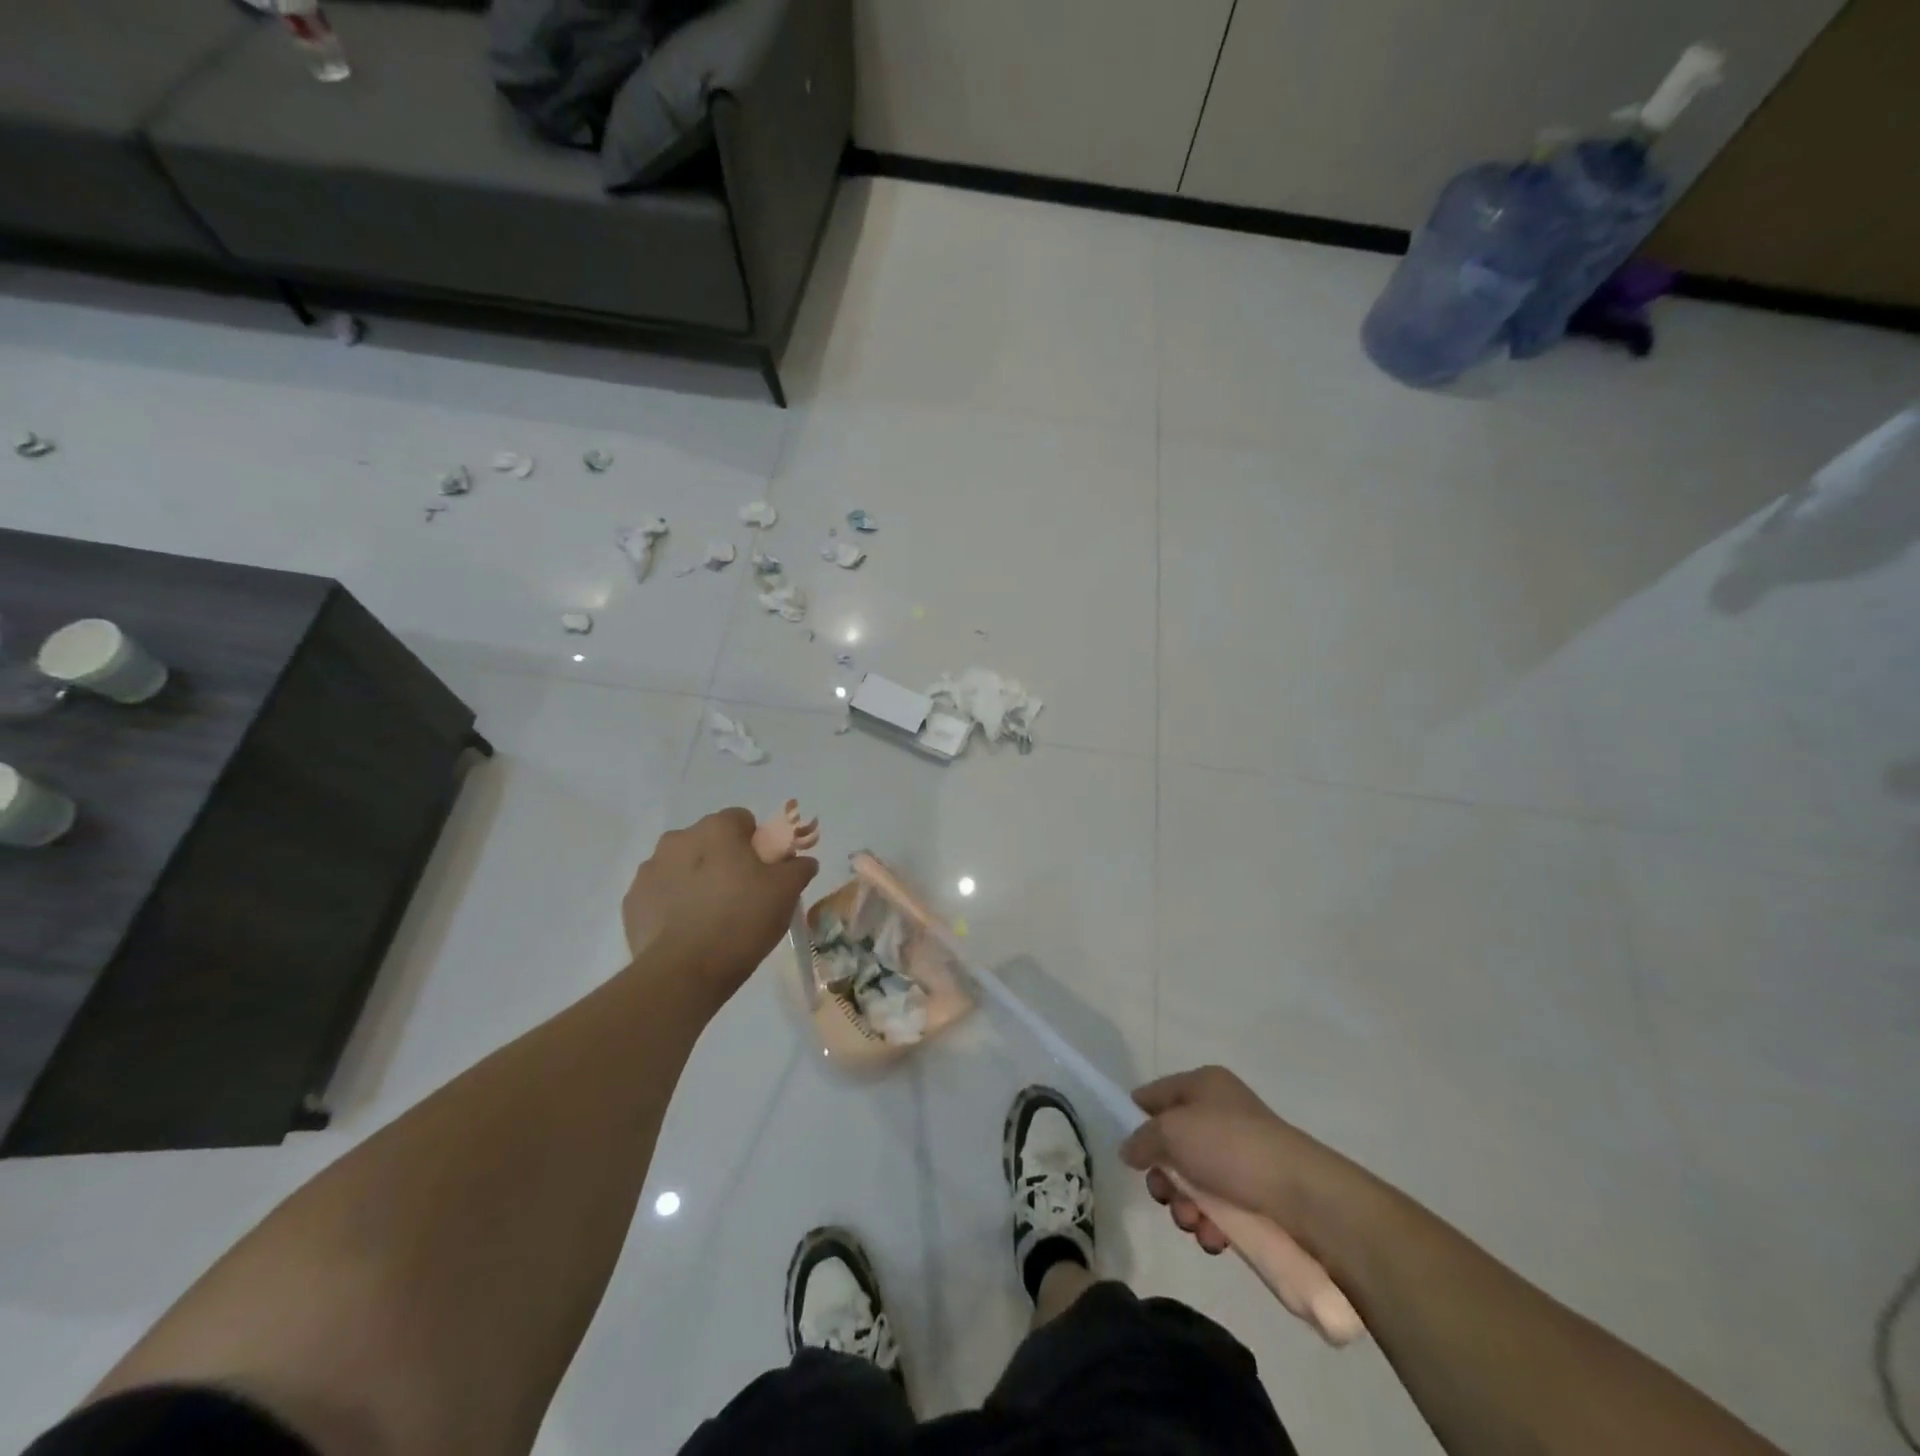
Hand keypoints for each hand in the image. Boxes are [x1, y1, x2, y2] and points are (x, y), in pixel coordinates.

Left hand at [623, 808, 818, 1008]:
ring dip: (697, 880)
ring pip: (682, 865)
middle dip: (724, 859)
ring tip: (713, 917)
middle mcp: (678, 839)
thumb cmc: (741, 920)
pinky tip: (688, 931)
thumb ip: (798, 867)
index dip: (757, 843)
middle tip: (742, 895)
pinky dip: (674, 904)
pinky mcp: (632, 902)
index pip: (742, 820)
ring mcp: (649, 870)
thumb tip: (803, 861)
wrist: (684, 972)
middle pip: (709, 841)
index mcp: (716, 829)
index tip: (765, 872)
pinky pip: (662, 893)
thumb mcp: (786, 893)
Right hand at [1121, 1066, 1357, 1256]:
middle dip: (1163, 1177)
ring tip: (1195, 1224)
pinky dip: (1211, 1224)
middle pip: (1172, 1145)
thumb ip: (1142, 1139)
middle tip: (1164, 1195)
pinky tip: (1216, 1238)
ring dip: (1185, 1207)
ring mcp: (1240, 1155)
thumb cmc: (1230, 1147)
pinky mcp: (1257, 1193)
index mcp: (1203, 1085)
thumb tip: (1130, 1149)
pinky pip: (1220, 1207)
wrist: (1304, 1197)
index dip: (1138, 1118)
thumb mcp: (1172, 1131)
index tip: (1131, 1152)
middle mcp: (1221, 1113)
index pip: (1156, 1095)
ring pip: (1194, 1182)